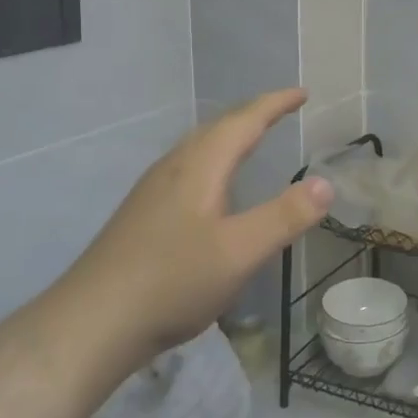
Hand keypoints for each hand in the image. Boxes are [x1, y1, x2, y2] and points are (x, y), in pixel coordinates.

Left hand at [67, 89, 332, 359]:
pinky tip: (211, 191)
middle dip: (252, 115)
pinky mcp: (141, 216)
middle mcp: (173, 169)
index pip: (244, 122)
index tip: (302, 93)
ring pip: (197, 149)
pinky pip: (187, 169)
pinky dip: (212, 161)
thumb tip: (326, 183)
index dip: (275, 104)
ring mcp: (152, 192)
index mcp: (199, 167)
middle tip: (281, 111)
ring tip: (251, 140)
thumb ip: (285, 216)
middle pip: (217, 129)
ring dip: (229, 137)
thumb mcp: (240, 251)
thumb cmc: (172, 282)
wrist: (91, 325)